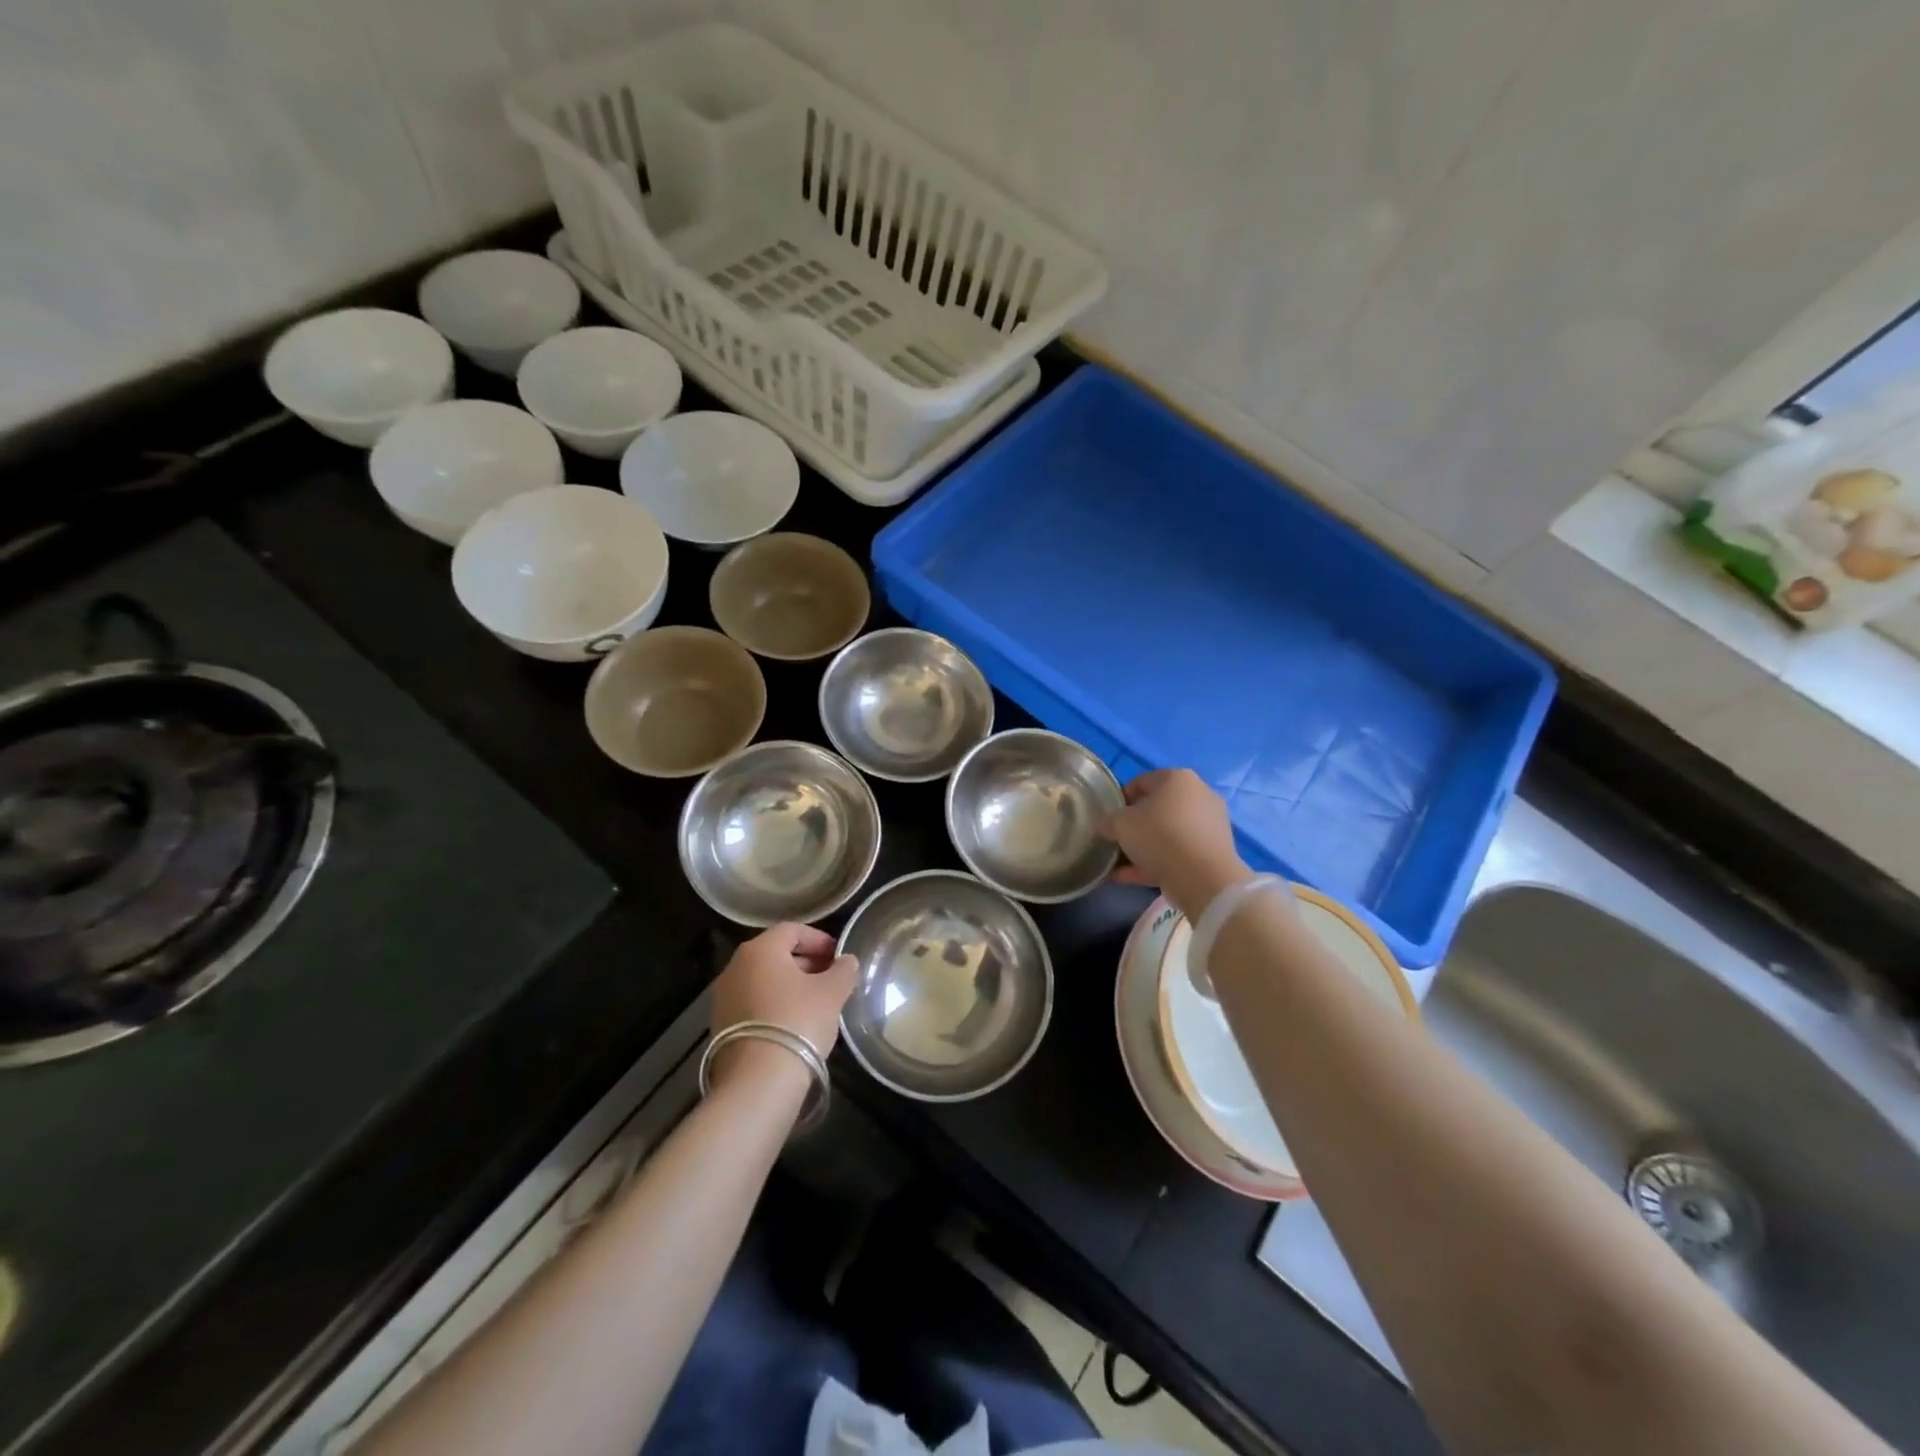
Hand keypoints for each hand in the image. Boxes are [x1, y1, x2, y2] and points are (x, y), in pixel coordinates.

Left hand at [709, 923, 858, 1087]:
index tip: (839, 956)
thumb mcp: (832, 993)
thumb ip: (843, 971)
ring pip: (764, 979)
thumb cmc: (798, 1022)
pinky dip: (774, 1004)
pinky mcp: (720, 1025)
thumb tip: (847, 960)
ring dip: (790, 985)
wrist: (757, 1081)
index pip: (792, 930)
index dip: (819, 939)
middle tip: (831, 978)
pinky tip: (794, 1023)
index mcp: (760, 949)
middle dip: (806, 962)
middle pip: (775, 954)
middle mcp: (735, 966)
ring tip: (816, 1003)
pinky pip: (753, 1003)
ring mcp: (723, 997)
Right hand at [1100, 768, 1255, 920]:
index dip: (1120, 800)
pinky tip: (1133, 878)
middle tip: (1117, 841)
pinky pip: (1179, 852)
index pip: (1141, 782)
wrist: (1203, 877)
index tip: (1108, 819)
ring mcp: (1210, 823)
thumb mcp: (1120, 824)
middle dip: (1135, 826)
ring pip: (1168, 833)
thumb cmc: (1159, 836)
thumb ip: (1108, 821)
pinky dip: (1158, 862)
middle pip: (1157, 808)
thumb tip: (1106, 825)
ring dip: (1145, 848)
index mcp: (1177, 778)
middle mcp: (1198, 794)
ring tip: (1121, 866)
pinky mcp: (1215, 850)